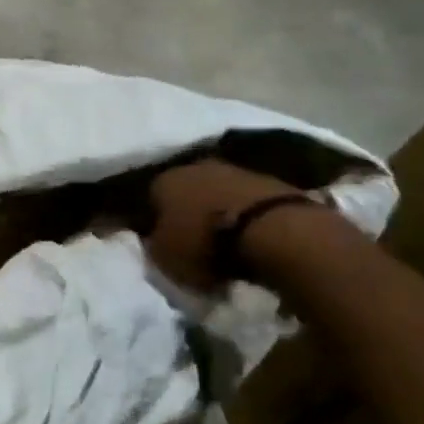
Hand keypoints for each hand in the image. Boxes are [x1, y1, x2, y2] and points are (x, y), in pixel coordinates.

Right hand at [146, 159, 303, 291]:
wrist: (271, 229)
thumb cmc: (205, 243)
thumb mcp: (164, 256)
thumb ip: (154, 244)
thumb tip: (156, 238)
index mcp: (163, 181)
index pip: (151, 198)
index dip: (155, 220)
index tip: (163, 240)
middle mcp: (195, 167)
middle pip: (186, 190)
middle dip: (188, 210)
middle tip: (194, 238)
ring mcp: (235, 170)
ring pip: (217, 191)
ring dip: (218, 210)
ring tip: (225, 239)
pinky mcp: (270, 180)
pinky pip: (247, 199)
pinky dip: (245, 214)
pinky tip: (250, 234)